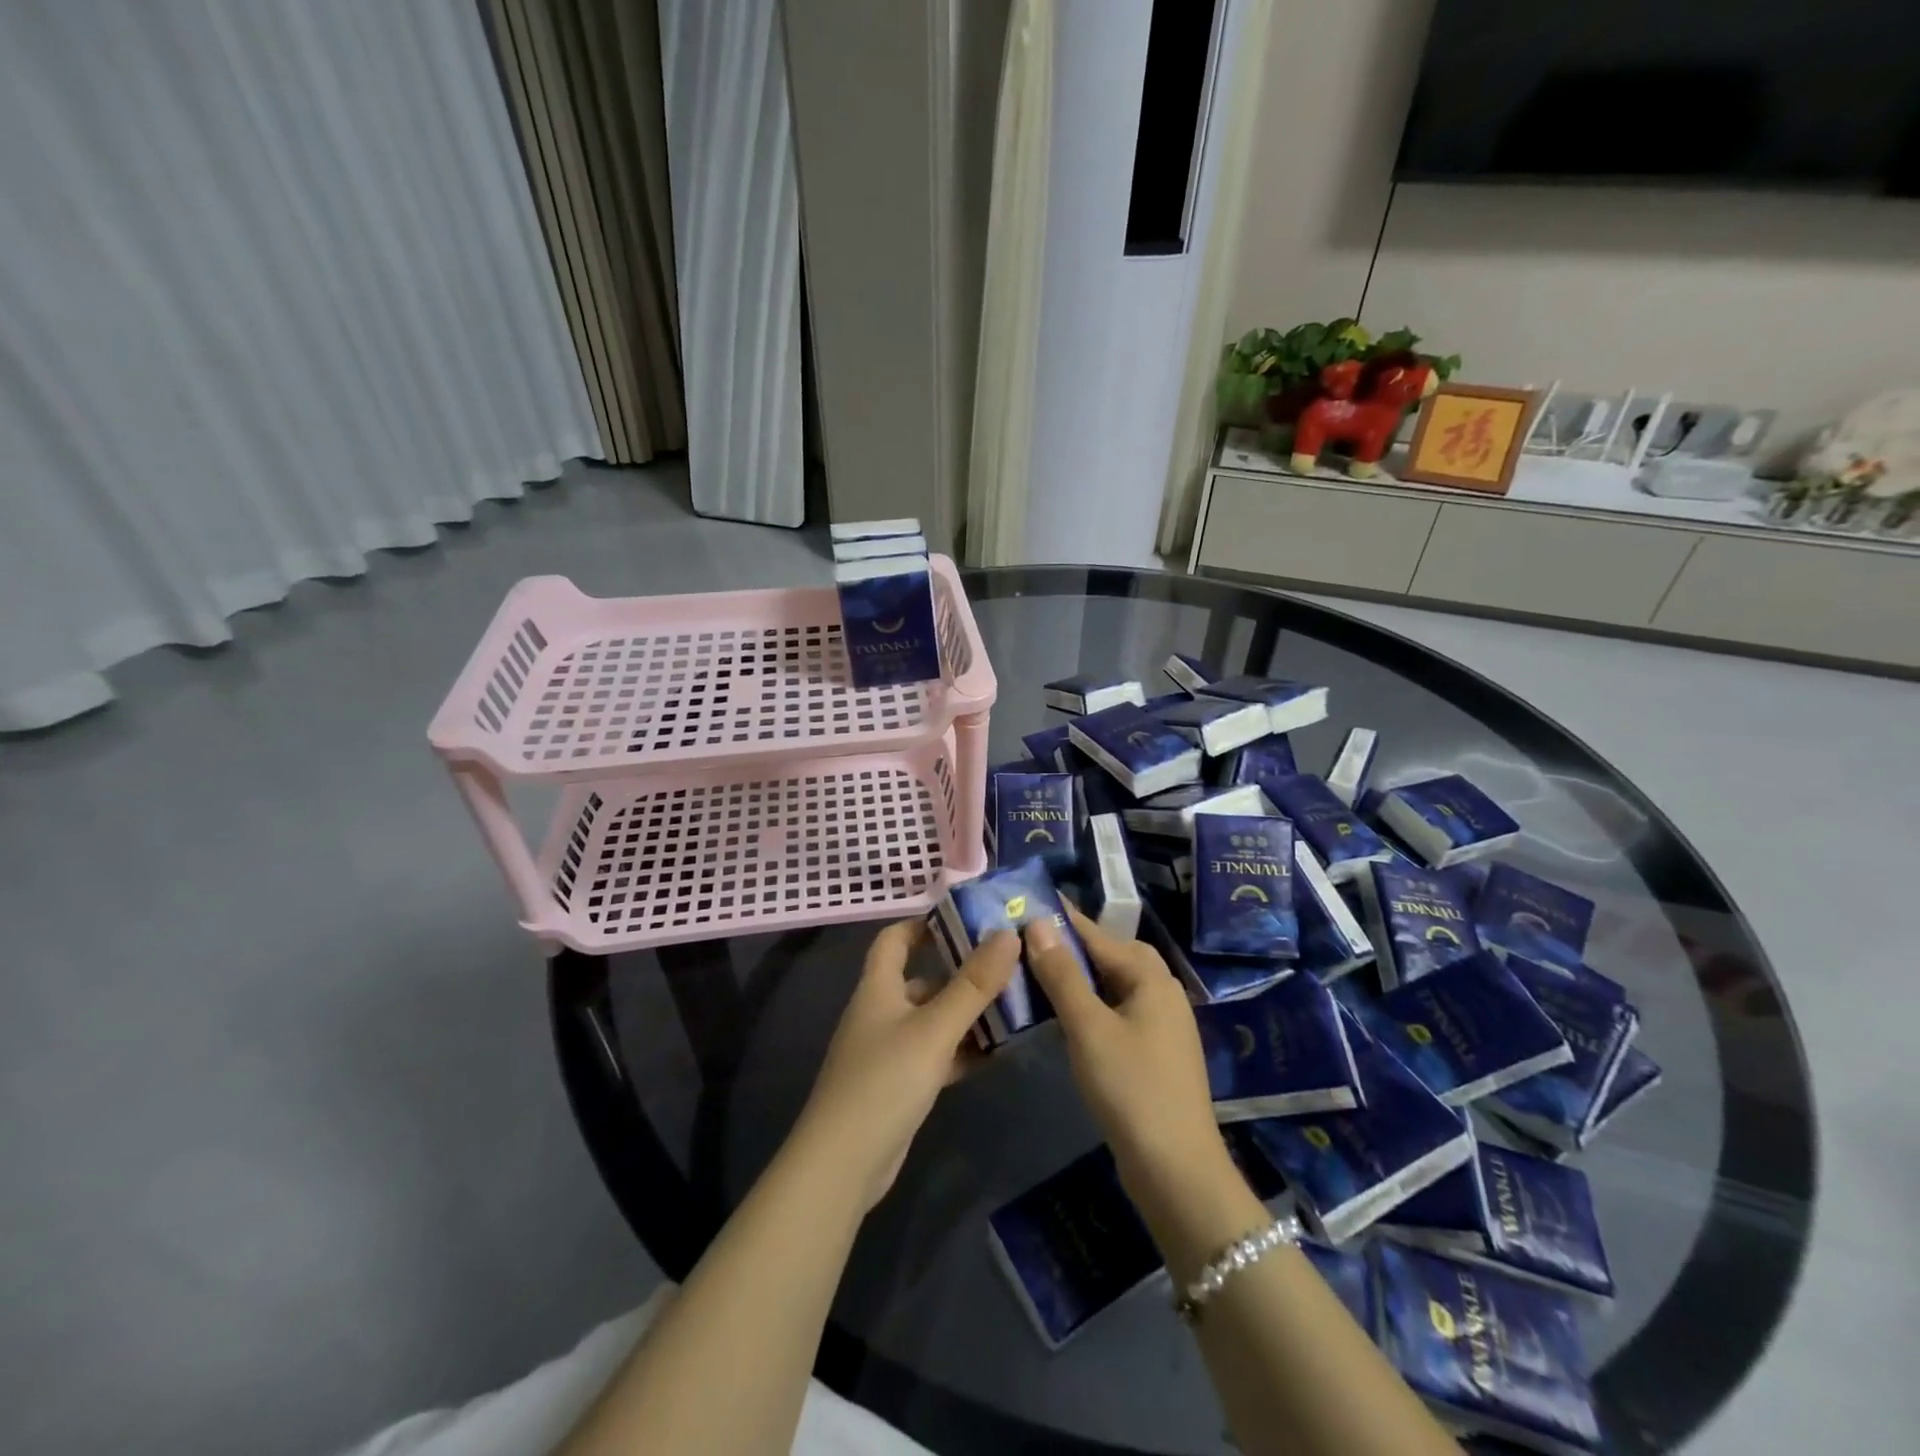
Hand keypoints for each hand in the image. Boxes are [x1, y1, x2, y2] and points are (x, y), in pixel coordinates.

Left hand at [793, 920, 1018, 1212]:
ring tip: (1016, 1005)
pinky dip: (963, 1050)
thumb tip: (1007, 933)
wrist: (843, 1164)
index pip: (895, 938)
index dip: (925, 923)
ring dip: (969, 1013)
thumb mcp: (935, 1029)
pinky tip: (998, 1052)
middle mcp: (882, 1011)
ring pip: (934, 1019)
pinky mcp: (901, 1084)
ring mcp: (890, 1050)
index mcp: (879, 987)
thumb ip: (973, 984)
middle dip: (963, 971)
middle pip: (923, 978)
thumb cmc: (885, 1081)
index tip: (968, 920)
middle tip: (1010, 965)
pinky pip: (937, 1054)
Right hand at [1022, 906, 1231, 1209]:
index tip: (1028, 902)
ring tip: (1043, 974)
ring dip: (1083, 976)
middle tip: (1034, 942)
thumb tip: (1037, 924)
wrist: (1176, 1170)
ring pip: (1116, 985)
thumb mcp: (1088, 1028)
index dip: (1063, 919)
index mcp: (1151, 978)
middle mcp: (1162, 993)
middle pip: (1114, 955)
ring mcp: (1163, 1025)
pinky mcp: (1155, 1053)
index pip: (1099, 935)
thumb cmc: (1131, 1088)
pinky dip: (1093, 1004)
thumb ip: (1062, 974)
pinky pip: (1119, 1011)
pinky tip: (1068, 1017)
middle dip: (1076, 945)